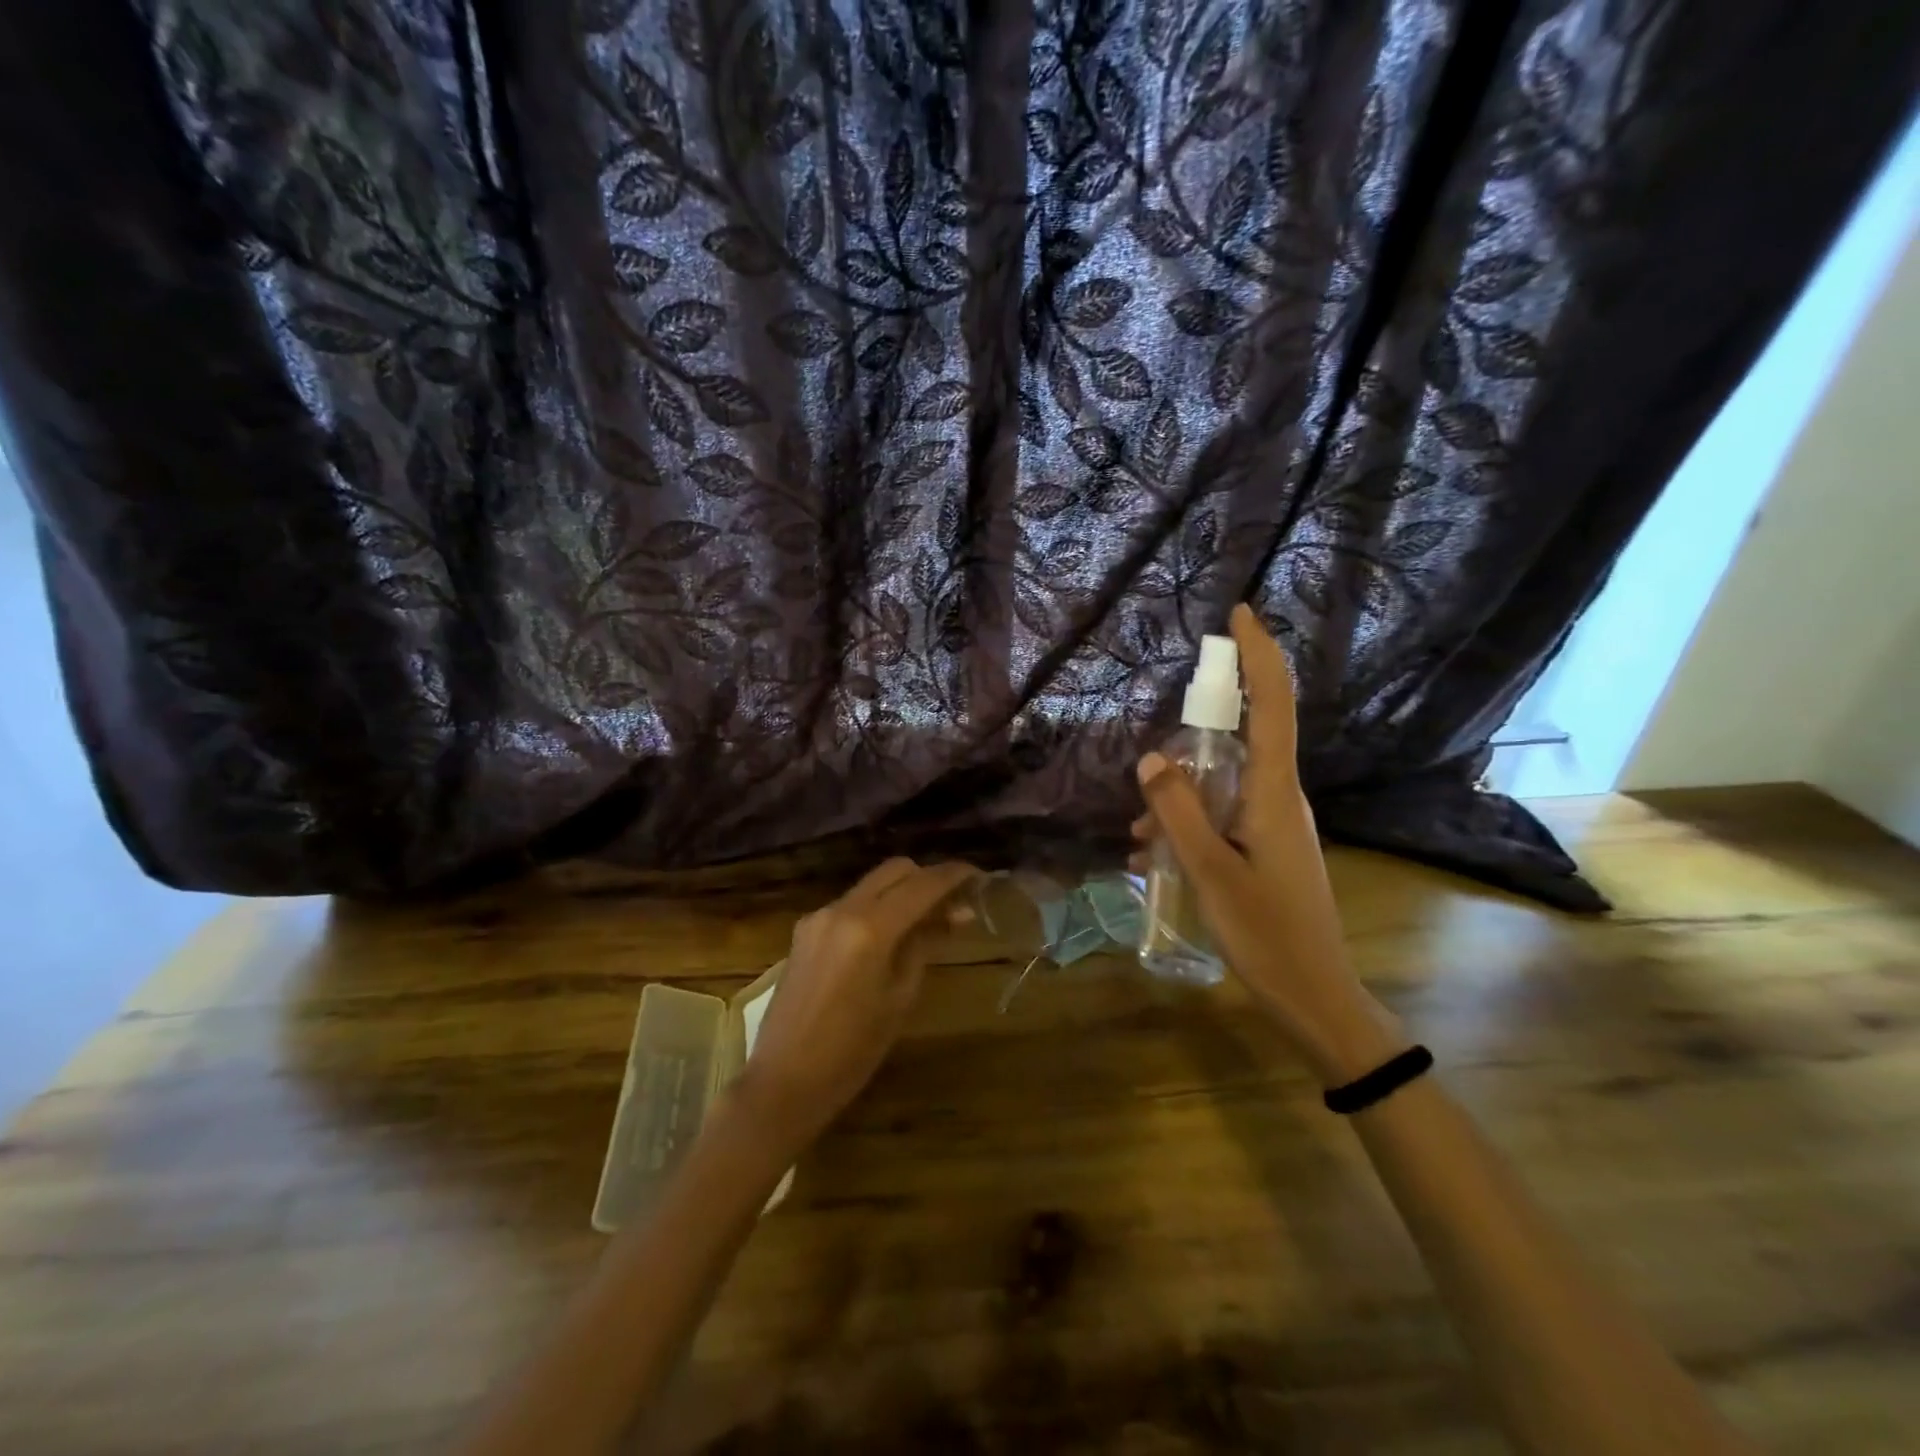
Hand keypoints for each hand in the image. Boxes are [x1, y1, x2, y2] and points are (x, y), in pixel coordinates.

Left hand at [736, 857, 977, 1146]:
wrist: (783, 1081)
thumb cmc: (852, 1052)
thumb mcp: (899, 998)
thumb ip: (925, 945)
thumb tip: (956, 914)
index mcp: (870, 928)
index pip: (923, 884)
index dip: (954, 876)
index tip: (979, 877)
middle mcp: (841, 909)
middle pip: (895, 871)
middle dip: (927, 878)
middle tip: (954, 904)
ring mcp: (818, 917)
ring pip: (871, 885)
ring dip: (901, 893)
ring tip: (927, 924)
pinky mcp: (804, 931)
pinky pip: (850, 905)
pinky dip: (876, 909)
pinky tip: (888, 939)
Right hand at [1133, 604, 1400, 1085]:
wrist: (1315, 997)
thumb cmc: (1267, 934)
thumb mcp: (1210, 871)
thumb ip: (1179, 811)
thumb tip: (1153, 759)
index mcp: (1275, 793)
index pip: (1273, 706)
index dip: (1259, 656)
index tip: (1240, 614)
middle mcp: (1280, 797)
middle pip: (1238, 742)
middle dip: (1188, 752)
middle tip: (1152, 798)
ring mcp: (1274, 823)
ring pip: (1220, 785)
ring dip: (1178, 803)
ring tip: (1142, 844)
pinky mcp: (1266, 846)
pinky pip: (1221, 815)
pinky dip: (1188, 826)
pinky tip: (1156, 859)